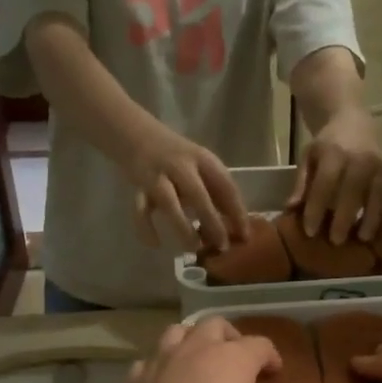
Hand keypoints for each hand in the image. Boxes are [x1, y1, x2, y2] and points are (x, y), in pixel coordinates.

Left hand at [115, 319, 300, 382]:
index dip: (271, 356)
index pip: (260, 344)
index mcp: (233, 360)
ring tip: (199, 362)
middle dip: (230, 337)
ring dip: (192, 341)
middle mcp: (197, 350)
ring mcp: (162, 362)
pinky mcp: (136, 380)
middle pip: (216, 325)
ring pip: (177, 332)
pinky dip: (162, 367)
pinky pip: (150, 361)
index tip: (274, 374)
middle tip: (237, 361)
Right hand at [124, 121, 250, 253]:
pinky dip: (146, 228)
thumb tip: (235, 226)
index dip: (237, 211)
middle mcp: (180, 166)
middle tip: (222, 246)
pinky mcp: (138, 188)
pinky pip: (140, 211)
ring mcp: (157, 176)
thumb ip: (215, 190)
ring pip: (169, 203)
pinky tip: (156, 244)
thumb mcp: (200, 166)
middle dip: (211, 222)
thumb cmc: (177, 157)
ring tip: (193, 248)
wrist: (136, 134)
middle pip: (198, 195)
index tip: (244, 235)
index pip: (225, 186)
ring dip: (182, 227)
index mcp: (202, 159)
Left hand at [287, 104, 381, 244]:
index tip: (309, 231)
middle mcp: (360, 159)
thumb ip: (301, 183)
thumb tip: (291, 208)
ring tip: (364, 238)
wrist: (352, 119)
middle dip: (344, 217)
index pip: (325, 185)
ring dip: (373, 217)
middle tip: (336, 241)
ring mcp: (379, 167)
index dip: (316, 208)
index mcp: (335, 154)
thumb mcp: (308, 157)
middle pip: (352, 191)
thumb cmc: (327, 144)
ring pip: (378, 194)